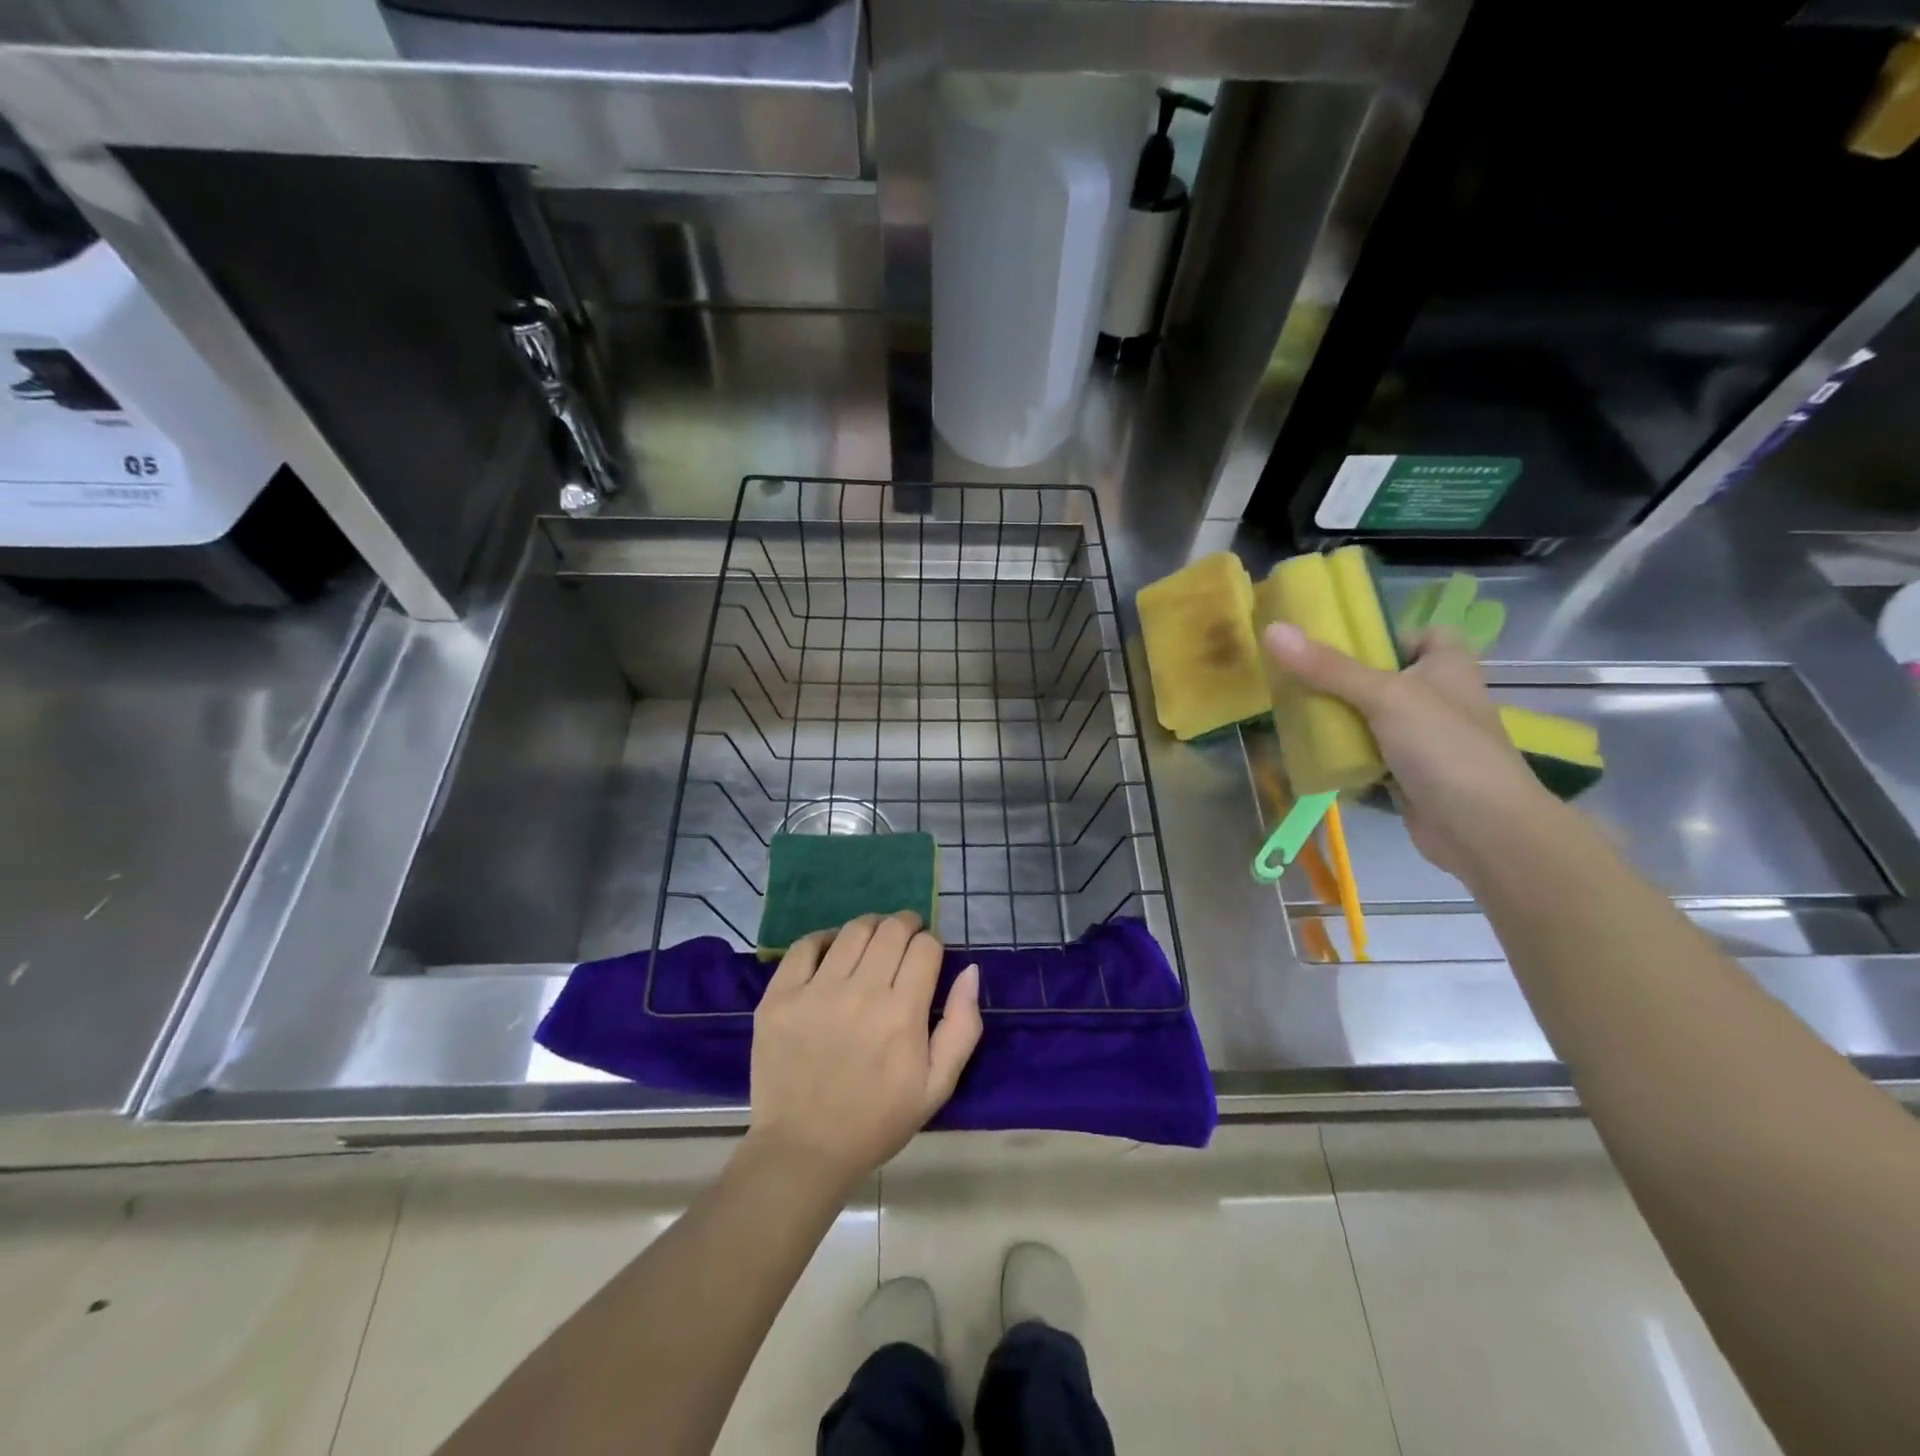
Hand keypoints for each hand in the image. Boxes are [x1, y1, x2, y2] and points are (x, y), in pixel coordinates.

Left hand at [747, 912, 981, 1190]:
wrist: (804, 1150)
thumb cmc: (877, 1120)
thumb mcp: (937, 1086)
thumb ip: (962, 1026)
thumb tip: (970, 970)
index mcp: (902, 1014)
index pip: (925, 947)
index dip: (932, 944)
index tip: (928, 955)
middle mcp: (860, 993)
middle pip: (891, 929)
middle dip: (906, 925)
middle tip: (905, 938)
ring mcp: (815, 992)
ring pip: (852, 930)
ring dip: (871, 927)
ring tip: (873, 941)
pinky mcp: (779, 996)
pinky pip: (804, 946)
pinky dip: (825, 939)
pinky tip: (833, 951)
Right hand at [1262, 621, 1554, 876]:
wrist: (1481, 829)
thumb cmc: (1443, 746)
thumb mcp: (1384, 695)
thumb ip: (1328, 667)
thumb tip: (1272, 629)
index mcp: (1447, 665)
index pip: (1419, 634)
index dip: (1384, 635)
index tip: (1339, 645)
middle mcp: (1437, 696)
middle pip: (1382, 676)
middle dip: (1340, 678)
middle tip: (1294, 676)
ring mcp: (1423, 738)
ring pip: (1369, 717)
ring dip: (1336, 717)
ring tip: (1290, 710)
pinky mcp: (1407, 773)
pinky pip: (1366, 753)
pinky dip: (1342, 753)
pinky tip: (1308, 751)